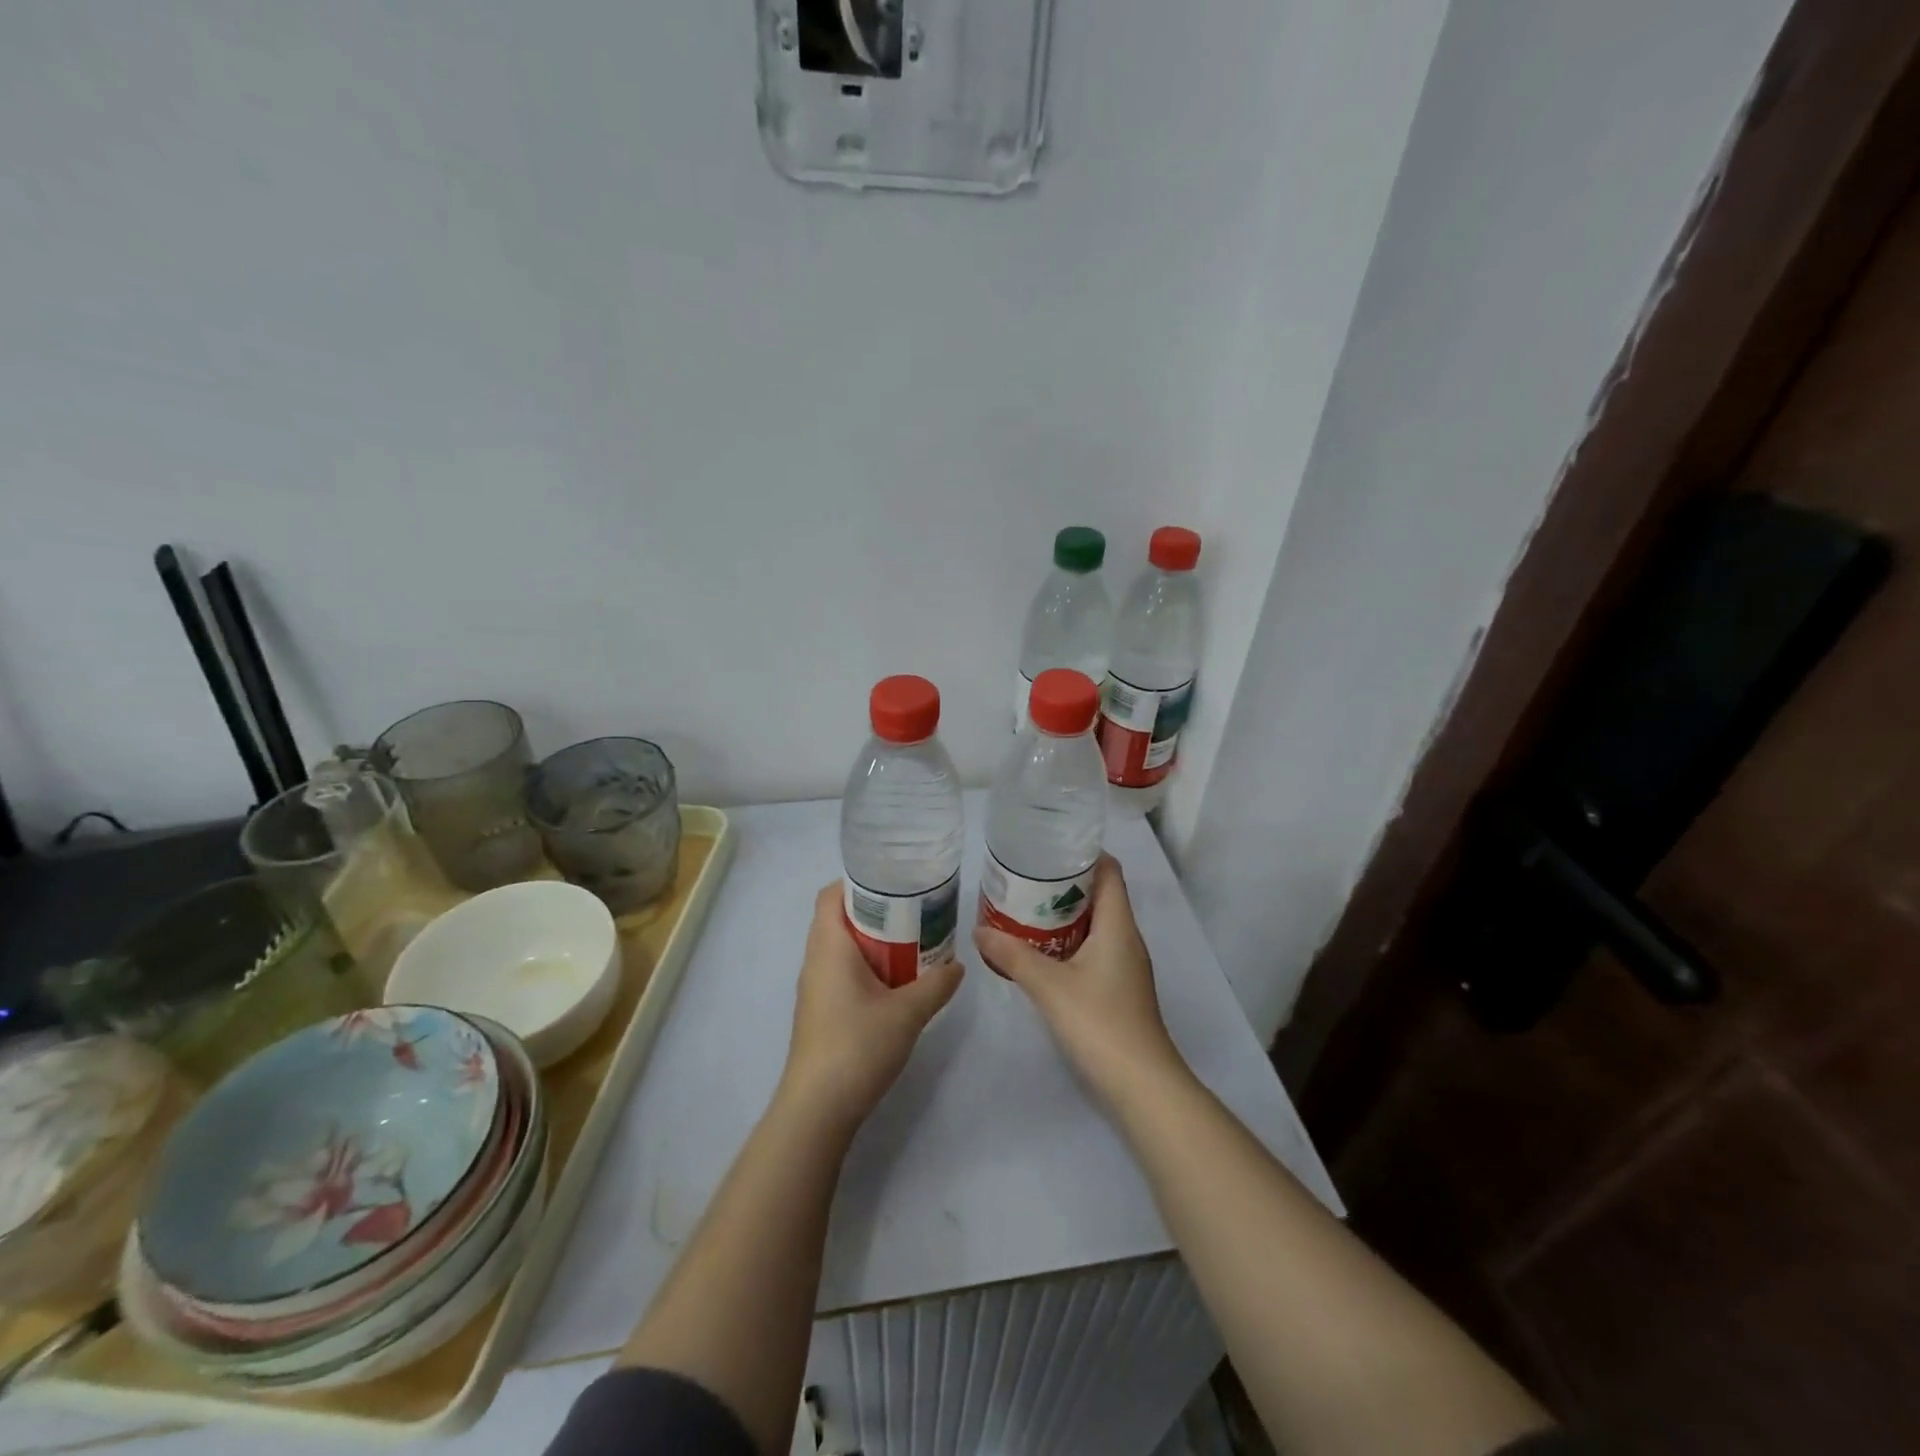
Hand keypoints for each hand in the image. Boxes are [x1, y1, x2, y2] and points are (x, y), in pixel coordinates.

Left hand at [778, 884, 963, 1135]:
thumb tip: (958, 965)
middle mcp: (816, 960)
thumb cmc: (857, 1046)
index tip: (896, 882)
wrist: (817, 1110)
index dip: (859, 881)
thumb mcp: (907, 1013)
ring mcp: (816, 988)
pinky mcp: (821, 1012)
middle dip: (877, 911)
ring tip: (914, 942)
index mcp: (829, 946)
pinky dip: (868, 966)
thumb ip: (936, 984)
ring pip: (843, 948)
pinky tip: (898, 982)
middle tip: (916, 910)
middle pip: (840, 918)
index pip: (832, 894)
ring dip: (874, 942)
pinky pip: (843, 972)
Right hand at [974, 855, 1184, 1103]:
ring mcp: (1125, 965)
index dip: (1084, 853)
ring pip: (1095, 924)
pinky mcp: (1118, 988)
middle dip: (1064, 883)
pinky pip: (1093, 948)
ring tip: (1024, 907)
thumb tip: (979, 931)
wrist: (1141, 1085)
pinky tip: (1039, 950)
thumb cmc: (1100, 1023)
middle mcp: (1126, 938)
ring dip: (1064, 914)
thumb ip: (1013, 955)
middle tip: (1024, 876)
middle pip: (1100, 895)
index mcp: (1118, 925)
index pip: (1109, 871)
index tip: (1048, 845)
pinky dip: (1068, 941)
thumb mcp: (1049, 986)